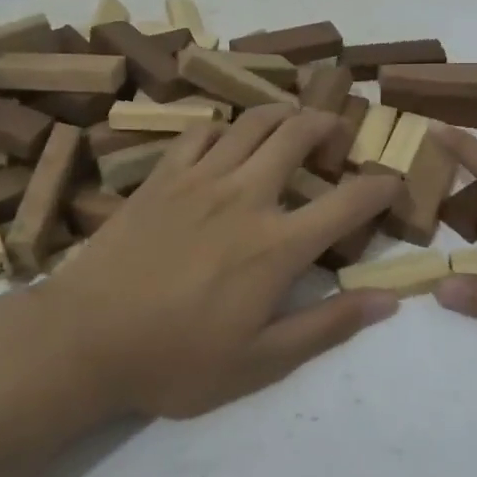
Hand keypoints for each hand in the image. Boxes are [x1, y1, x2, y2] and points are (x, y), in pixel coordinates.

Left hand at [38, 106, 403, 418]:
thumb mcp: (259, 363)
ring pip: (253, 122)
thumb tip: (387, 300)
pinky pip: (201, 132)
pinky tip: (227, 139)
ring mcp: (199, 179)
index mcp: (276, 245)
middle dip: (328, 124)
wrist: (83, 339)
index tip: (393, 182)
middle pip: (298, 135)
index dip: (381, 186)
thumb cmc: (174, 360)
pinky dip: (224, 127)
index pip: (348, 202)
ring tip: (294, 120)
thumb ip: (326, 326)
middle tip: (338, 131)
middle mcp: (245, 196)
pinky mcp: (162, 176)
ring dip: (283, 113)